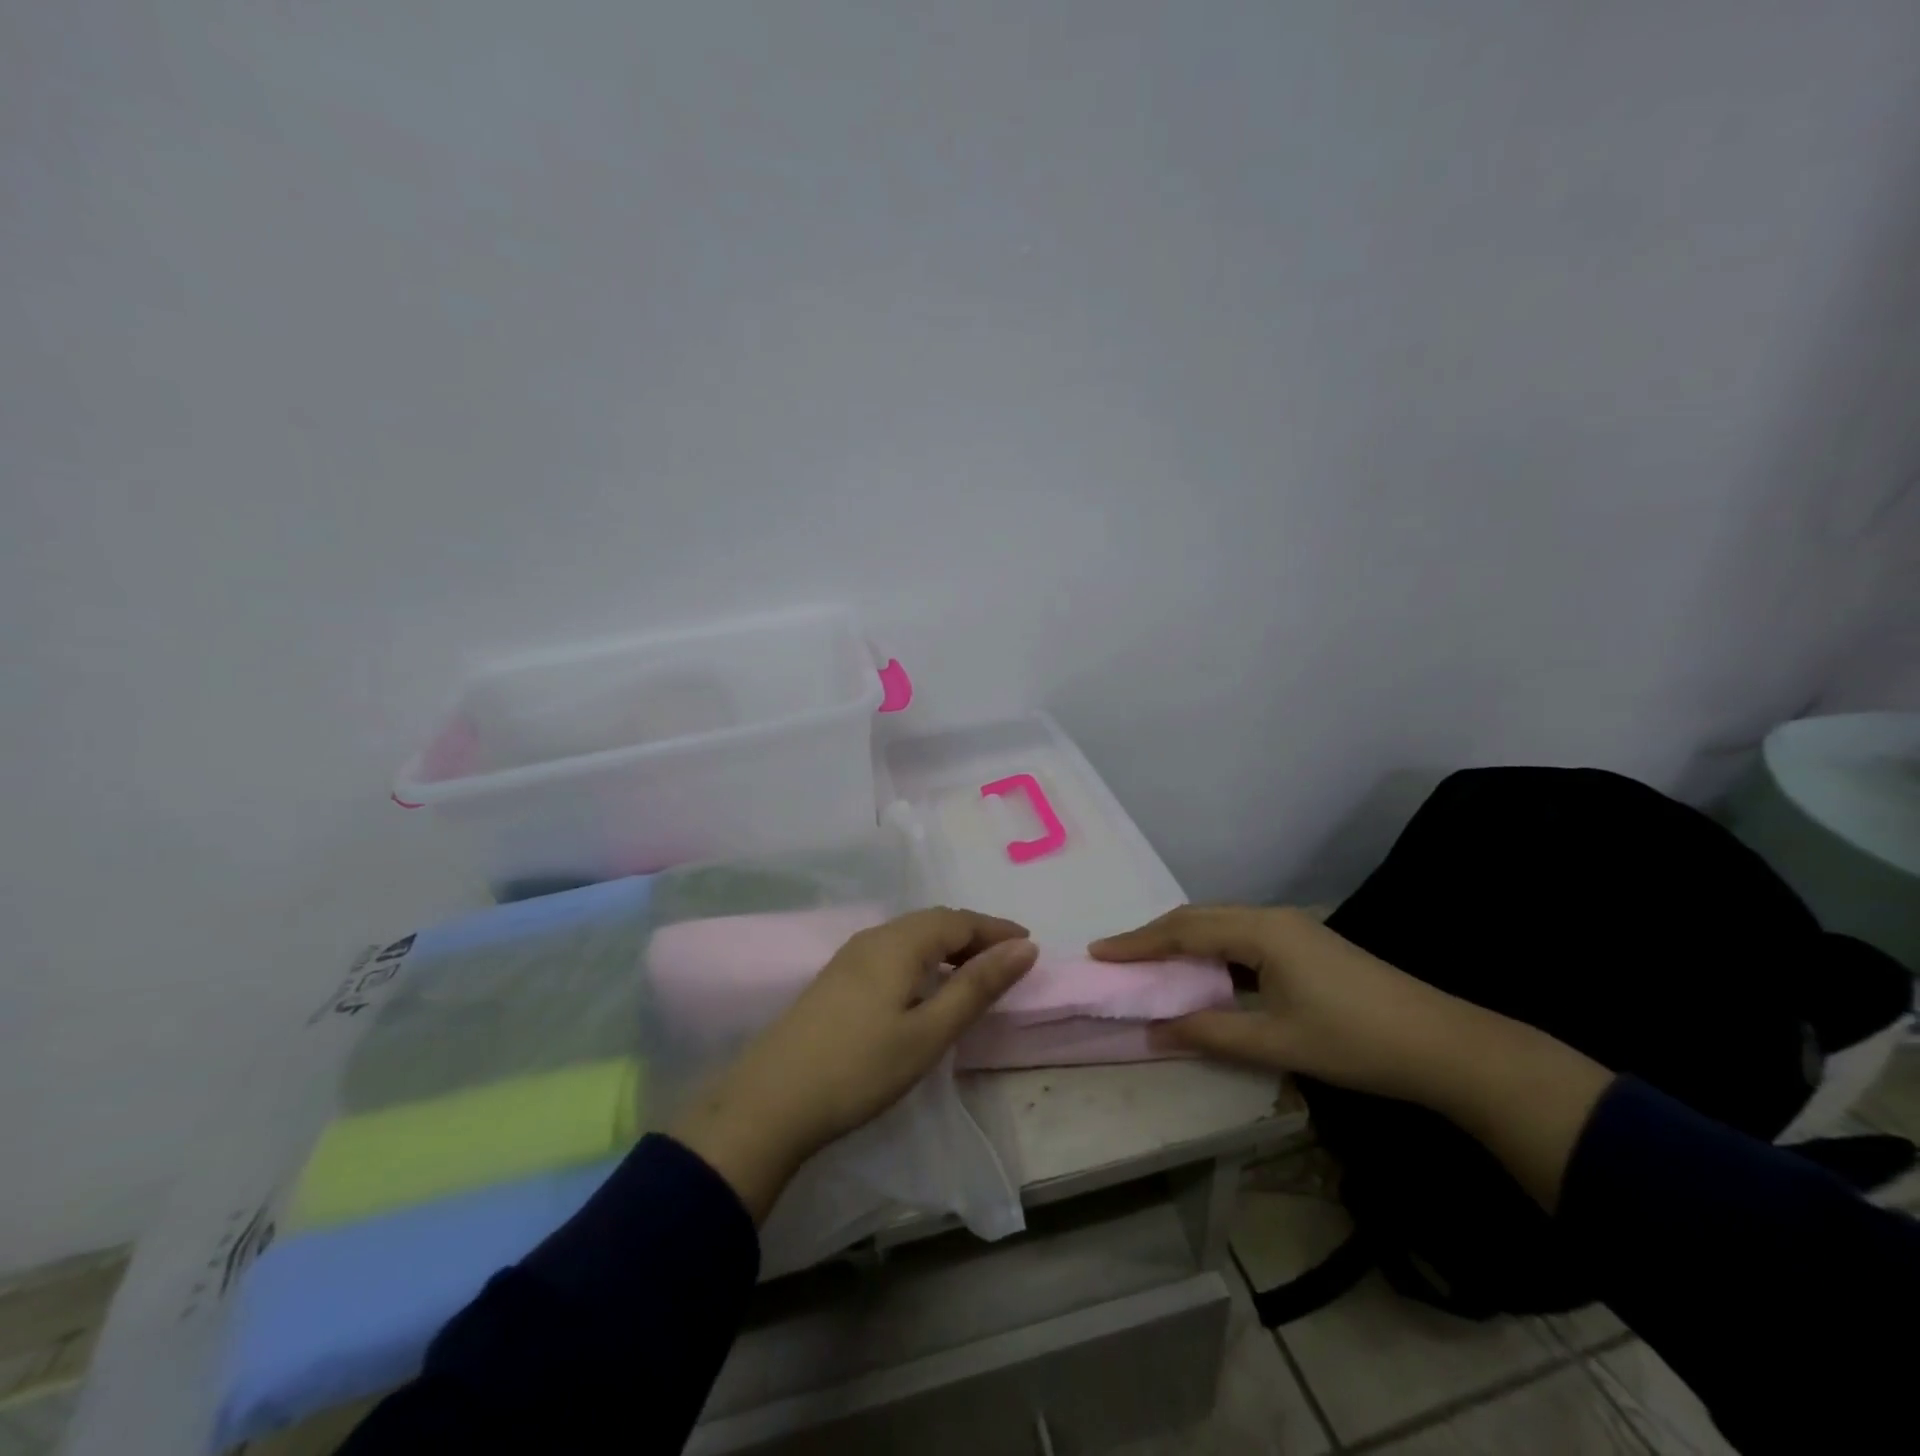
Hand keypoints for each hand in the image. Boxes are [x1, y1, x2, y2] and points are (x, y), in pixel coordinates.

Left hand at [671, 908, 1036, 1220]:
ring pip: (911, 936)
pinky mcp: (836, 979)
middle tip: (1008, 959)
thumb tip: (1024, 947)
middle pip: (934, 922)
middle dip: (974, 935)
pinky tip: (925, 986)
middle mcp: (874, 937)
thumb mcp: (929, 1032)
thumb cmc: (860, 1068)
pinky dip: (922, 959)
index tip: (1029, 944)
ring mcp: (849, 957)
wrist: (770, 1103)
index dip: (996, 929)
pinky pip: (892, 952)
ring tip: (974, 973)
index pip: (959, 920)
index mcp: (899, 942)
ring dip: (948, 947)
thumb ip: (977, 987)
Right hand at [1089, 905, 1480, 1103]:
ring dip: (1182, 941)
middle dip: (1154, 936)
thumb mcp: (1276, 1041)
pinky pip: (1241, 936)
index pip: (1183, 930)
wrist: (1444, 1045)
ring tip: (1150, 963)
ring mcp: (1292, 928)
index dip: (1138, 942)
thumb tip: (1153, 1031)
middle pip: (1198, 918)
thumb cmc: (1356, 1042)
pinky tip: (1205, 972)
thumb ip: (1210, 1033)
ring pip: (1220, 924)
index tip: (1099, 952)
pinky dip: (1210, 950)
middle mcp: (1271, 918)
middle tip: (1117, 956)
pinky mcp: (1306, 944)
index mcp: (1261, 931)